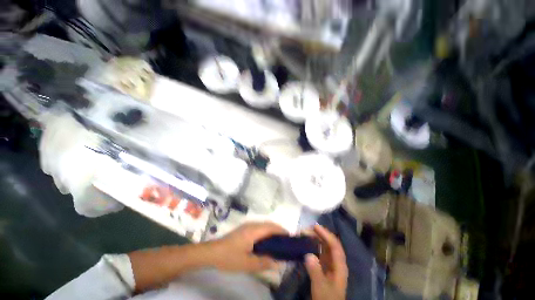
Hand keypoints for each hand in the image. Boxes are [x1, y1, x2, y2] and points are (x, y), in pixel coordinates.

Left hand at [209, 222, 288, 271]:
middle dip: (278, 230)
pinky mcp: (244, 229)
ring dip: (272, 231)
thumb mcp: (247, 264)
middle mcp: (252, 224)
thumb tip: (278, 263)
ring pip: (264, 225)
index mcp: (253, 230)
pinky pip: (259, 227)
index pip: (271, 227)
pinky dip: (266, 232)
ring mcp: (247, 225)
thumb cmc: (229, 257)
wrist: (211, 252)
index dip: (281, 230)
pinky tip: (266, 242)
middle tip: (286, 242)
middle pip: (268, 224)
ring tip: (278, 242)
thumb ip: (263, 263)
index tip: (290, 238)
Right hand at [305, 225, 347, 299]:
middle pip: (331, 244)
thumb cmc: (326, 298)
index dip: (326, 234)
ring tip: (308, 233)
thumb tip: (308, 254)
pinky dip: (316, 247)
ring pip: (326, 248)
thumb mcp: (321, 286)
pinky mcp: (326, 268)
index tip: (315, 227)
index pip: (335, 245)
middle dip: (322, 234)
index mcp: (340, 266)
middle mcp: (337, 263)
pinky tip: (309, 245)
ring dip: (318, 239)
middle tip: (309, 228)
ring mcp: (332, 265)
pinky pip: (322, 253)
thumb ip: (315, 271)